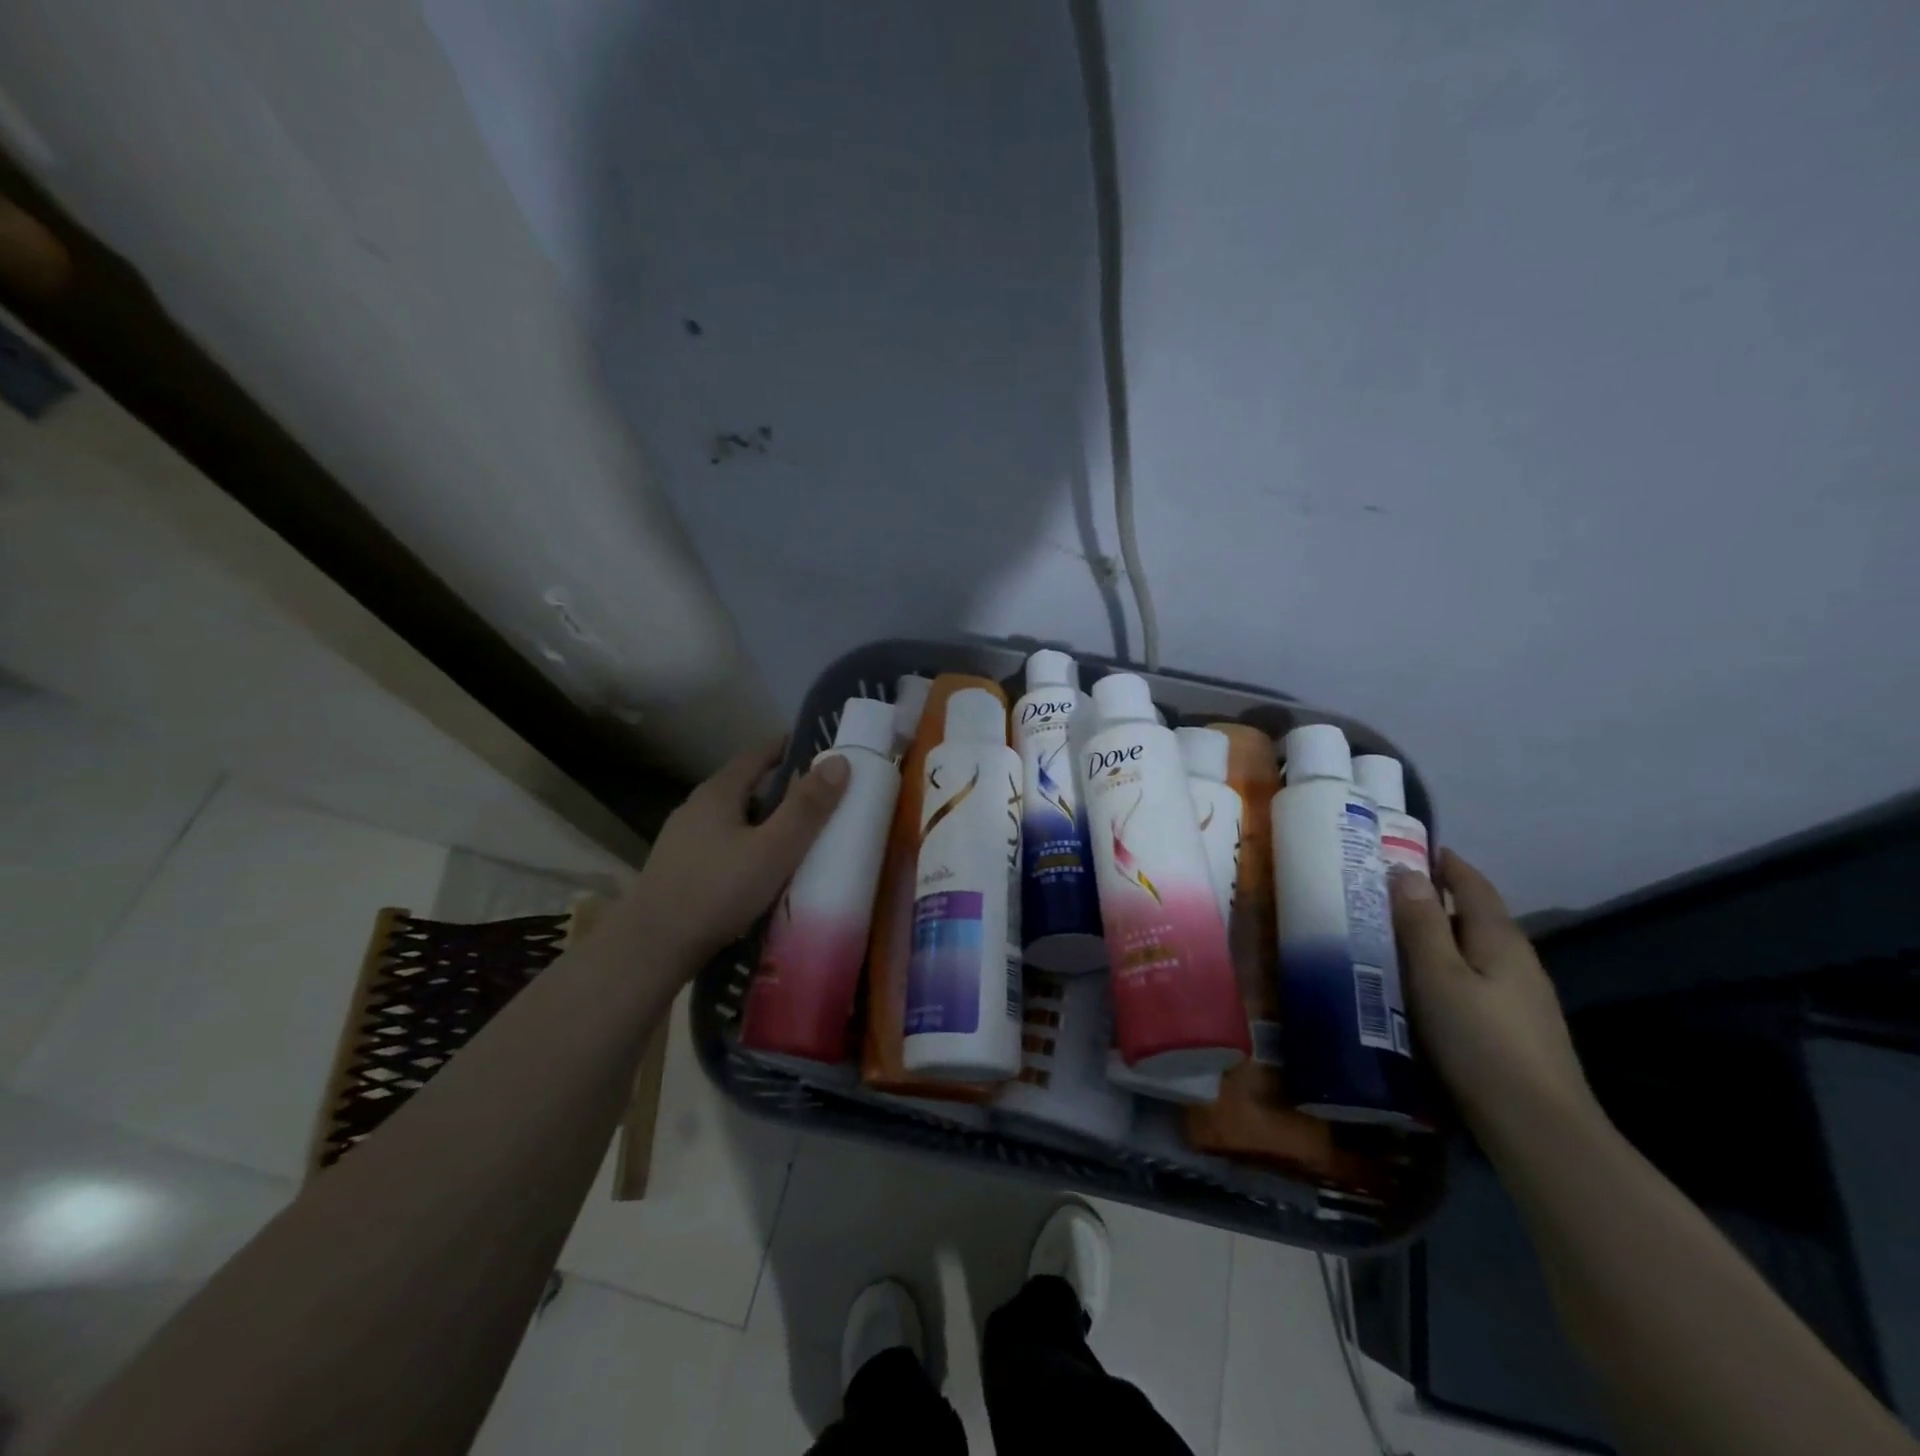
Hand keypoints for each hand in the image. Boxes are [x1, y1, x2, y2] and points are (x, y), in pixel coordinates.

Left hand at [619, 739, 849, 967]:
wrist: (650, 949)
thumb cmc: (717, 892)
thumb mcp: (774, 849)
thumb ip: (807, 807)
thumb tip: (840, 761)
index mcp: (717, 793)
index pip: (757, 754)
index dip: (788, 747)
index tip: (819, 748)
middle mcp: (695, 808)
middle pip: (744, 785)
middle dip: (780, 786)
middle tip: (818, 796)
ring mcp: (682, 840)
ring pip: (732, 818)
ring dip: (762, 819)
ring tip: (795, 834)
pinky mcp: (678, 869)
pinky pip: (722, 844)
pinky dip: (746, 845)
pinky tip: (760, 869)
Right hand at [1391, 850, 1598, 1145]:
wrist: (1539, 1128)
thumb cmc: (1479, 1041)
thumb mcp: (1436, 975)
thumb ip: (1421, 922)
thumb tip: (1405, 871)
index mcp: (1500, 939)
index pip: (1472, 884)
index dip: (1443, 863)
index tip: (1408, 847)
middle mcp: (1517, 960)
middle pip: (1474, 915)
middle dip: (1434, 898)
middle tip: (1383, 892)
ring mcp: (1521, 997)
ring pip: (1473, 950)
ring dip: (1438, 936)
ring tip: (1393, 936)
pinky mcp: (1515, 1028)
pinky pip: (1474, 979)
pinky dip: (1446, 968)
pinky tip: (1423, 986)